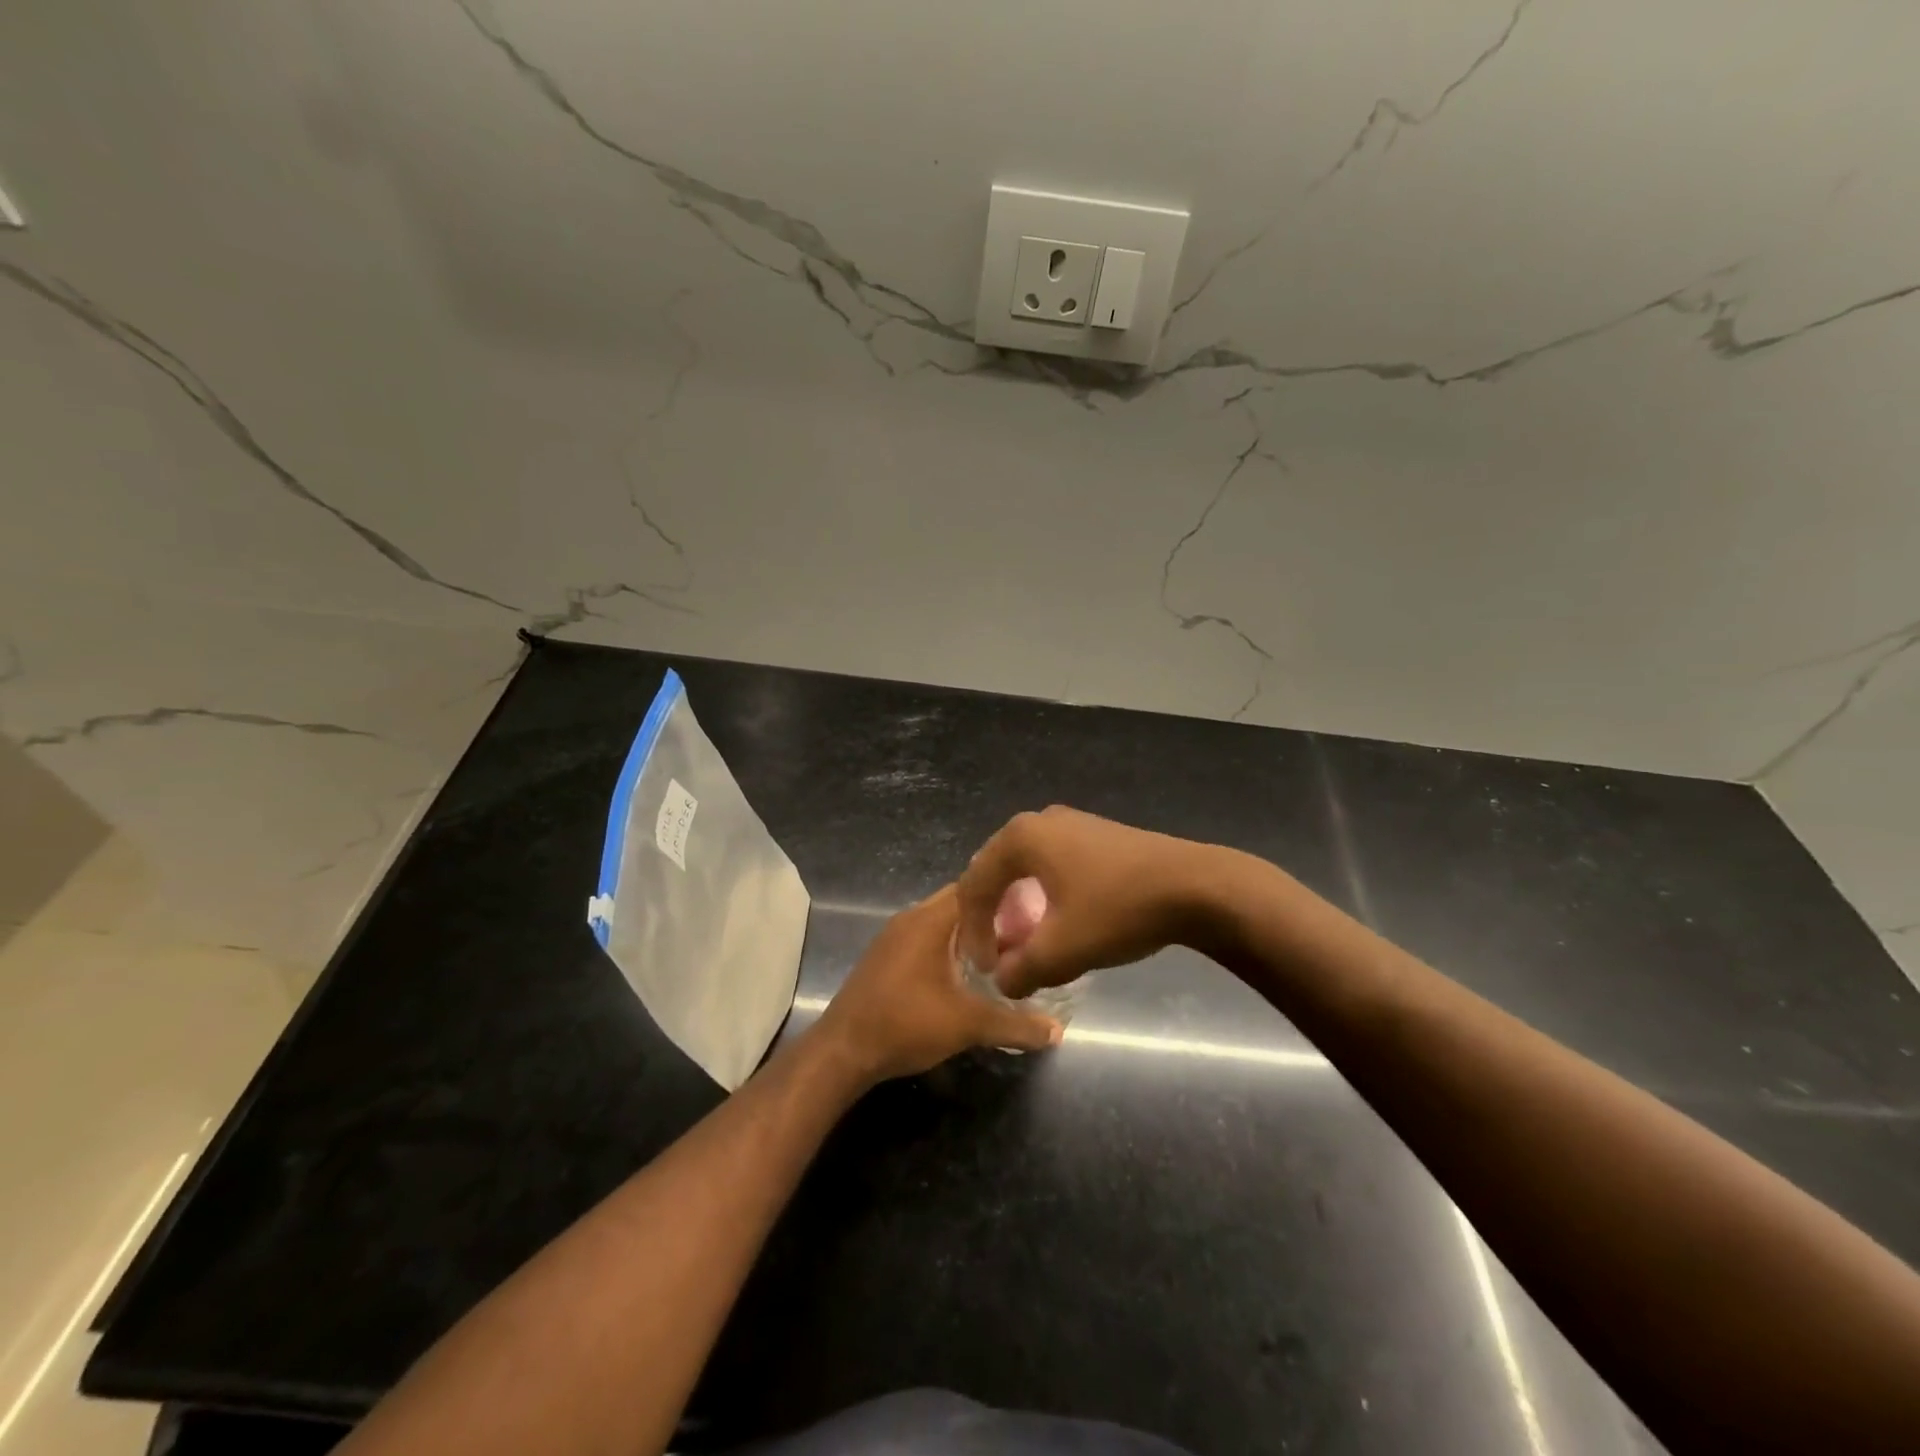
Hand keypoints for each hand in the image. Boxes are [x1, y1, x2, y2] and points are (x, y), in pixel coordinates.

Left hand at [814, 886, 1061, 1084]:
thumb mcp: (967, 1025)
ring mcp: (894, 937)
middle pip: (960, 903)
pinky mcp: (886, 957)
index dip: (1009, 896)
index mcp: (930, 919)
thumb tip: (1057, 1030)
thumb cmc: (906, 1024)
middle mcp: (911, 917)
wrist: (843, 1051)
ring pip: (942, 922)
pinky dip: (950, 948)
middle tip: (1027, 935)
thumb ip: (1015, 1024)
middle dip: (993, 917)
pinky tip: (967, 974)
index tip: (1038, 911)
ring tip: (1005, 954)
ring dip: (970, 934)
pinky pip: (927, 939)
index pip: (976, 887)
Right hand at [957, 807, 1213, 998]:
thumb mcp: (1062, 951)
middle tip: (998, 952)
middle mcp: (1039, 820)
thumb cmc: (1118, 910)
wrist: (1195, 886)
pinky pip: (1052, 862)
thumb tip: (1004, 980)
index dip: (973, 931)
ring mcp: (1071, 822)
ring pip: (1026, 866)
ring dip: (1017, 903)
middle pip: (996, 870)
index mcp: (1020, 837)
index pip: (975, 885)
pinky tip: (1061, 917)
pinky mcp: (1097, 833)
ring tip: (1026, 939)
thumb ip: (1020, 969)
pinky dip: (1044, 891)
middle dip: (991, 914)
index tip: (985, 969)